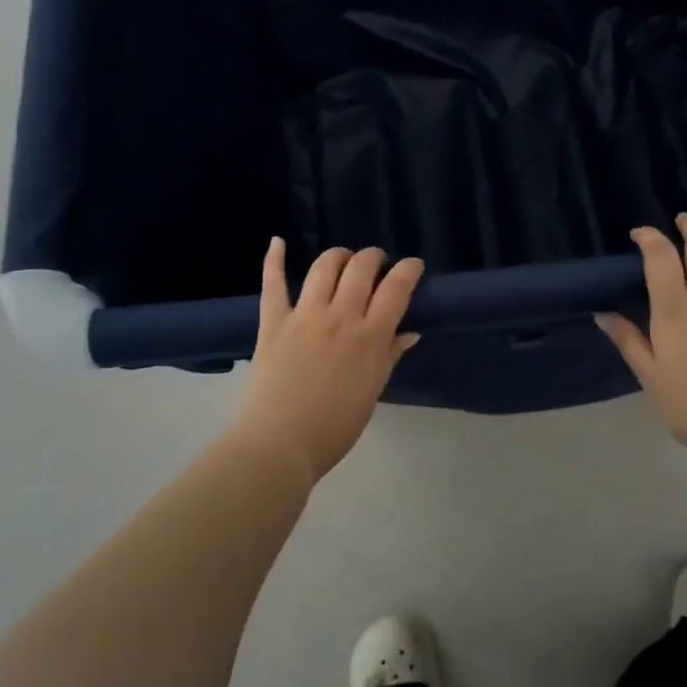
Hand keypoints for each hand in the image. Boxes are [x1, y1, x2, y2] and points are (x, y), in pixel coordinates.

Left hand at [233, 239, 423, 483]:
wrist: (279, 444)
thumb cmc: (333, 428)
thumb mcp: (371, 393)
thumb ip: (389, 357)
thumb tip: (410, 332)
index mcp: (370, 338)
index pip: (396, 289)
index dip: (408, 270)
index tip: (413, 265)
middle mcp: (340, 317)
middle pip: (361, 269)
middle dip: (373, 257)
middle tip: (376, 263)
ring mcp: (304, 315)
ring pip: (324, 267)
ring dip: (338, 256)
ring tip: (343, 259)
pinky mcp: (273, 322)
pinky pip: (273, 284)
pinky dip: (273, 260)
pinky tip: (277, 242)